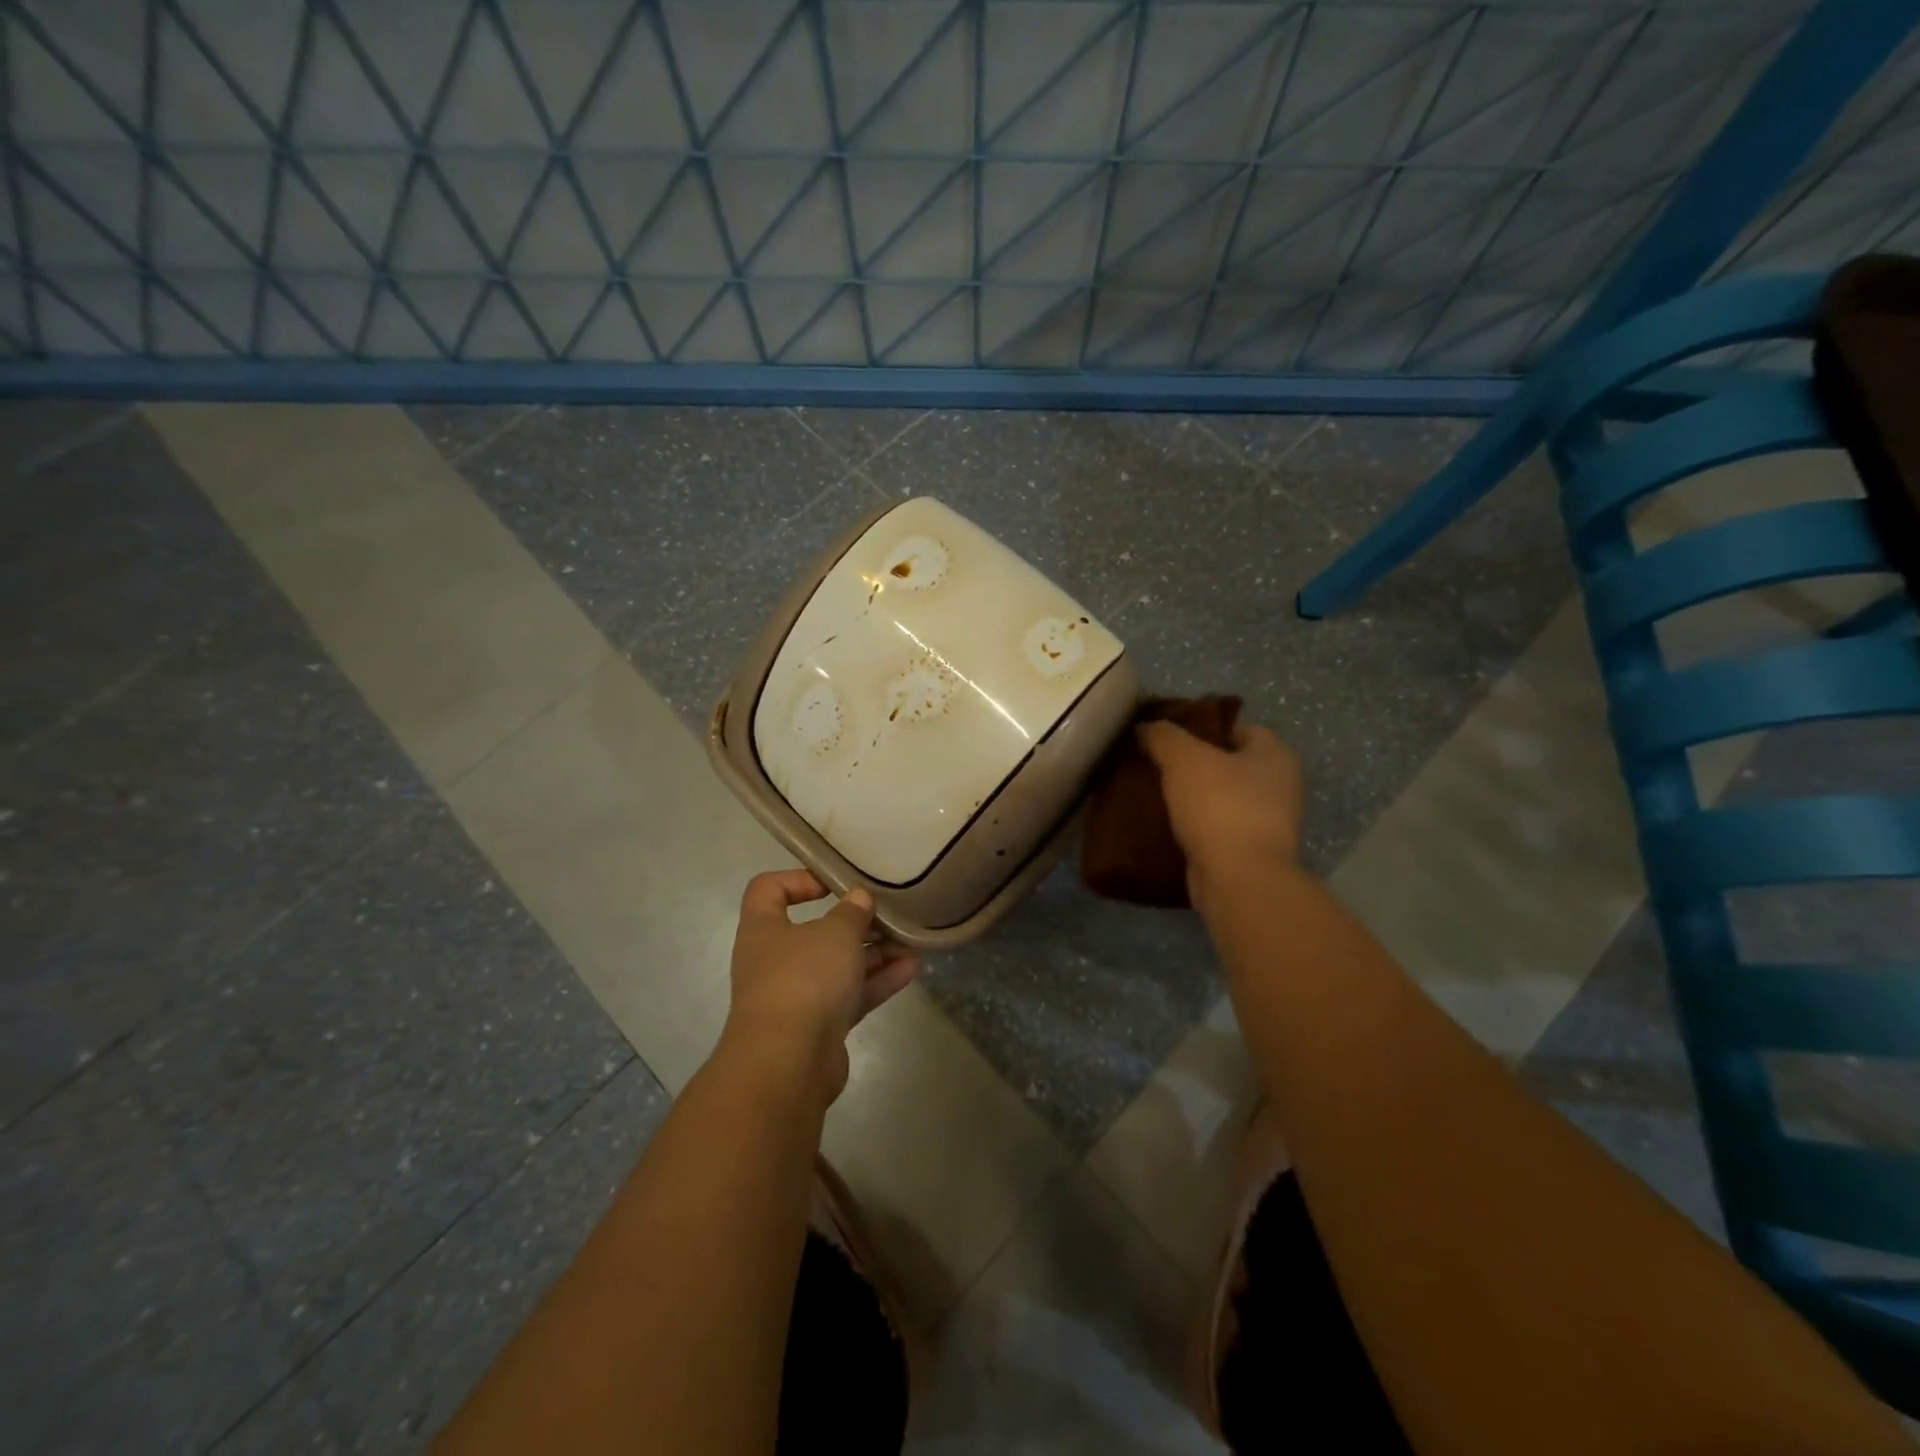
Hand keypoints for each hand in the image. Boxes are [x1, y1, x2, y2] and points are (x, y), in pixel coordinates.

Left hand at [722, 870, 920, 1103]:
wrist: (787, 1063)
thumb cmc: (803, 978)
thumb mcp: (835, 933)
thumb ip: (852, 912)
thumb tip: (858, 899)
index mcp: (763, 928)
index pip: (768, 890)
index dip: (799, 879)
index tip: (835, 884)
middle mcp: (776, 959)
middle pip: (815, 931)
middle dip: (855, 923)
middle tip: (887, 915)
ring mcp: (798, 995)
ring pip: (839, 965)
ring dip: (874, 952)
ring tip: (911, 941)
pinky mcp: (820, 1025)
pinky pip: (851, 994)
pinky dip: (878, 980)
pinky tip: (912, 968)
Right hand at [1138, 719, 1304, 905]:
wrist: (1239, 880)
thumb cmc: (1220, 807)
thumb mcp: (1184, 758)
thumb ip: (1163, 736)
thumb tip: (1145, 727)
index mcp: (1275, 755)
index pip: (1236, 727)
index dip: (1200, 726)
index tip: (1165, 734)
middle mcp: (1279, 786)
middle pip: (1226, 764)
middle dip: (1191, 764)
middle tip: (1153, 763)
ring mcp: (1267, 823)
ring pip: (1219, 798)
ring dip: (1190, 797)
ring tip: (1151, 792)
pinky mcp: (1248, 853)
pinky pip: (1214, 828)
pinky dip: (1192, 826)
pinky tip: (1162, 824)